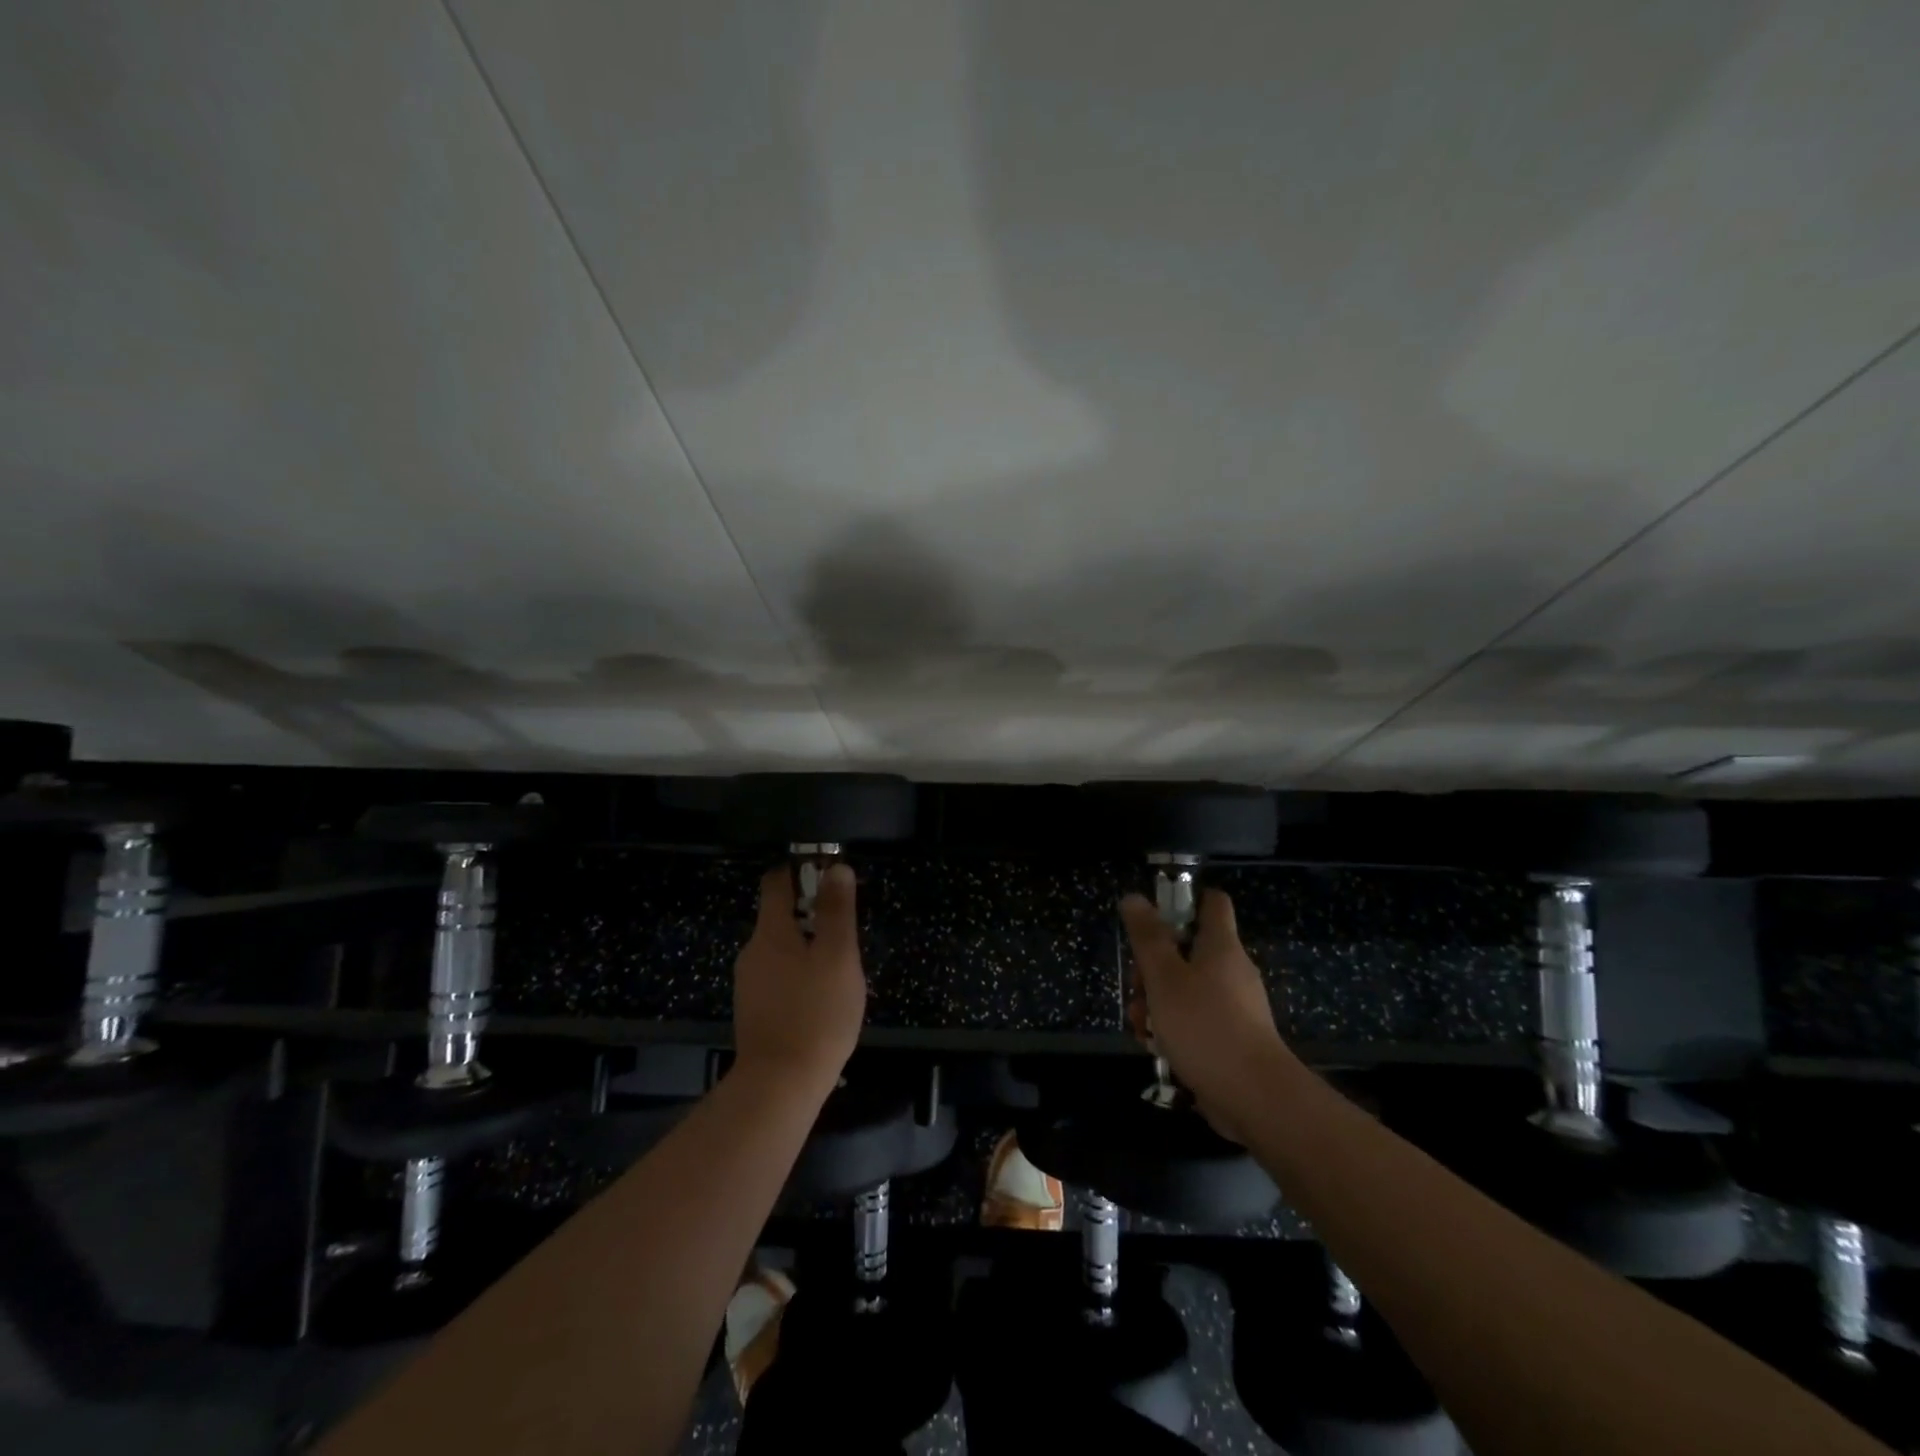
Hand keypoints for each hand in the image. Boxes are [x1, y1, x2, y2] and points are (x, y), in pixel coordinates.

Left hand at [732, 863, 867, 1098]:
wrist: (780, 1085)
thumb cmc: (816, 1013)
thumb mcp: (838, 956)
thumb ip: (837, 911)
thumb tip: (836, 868)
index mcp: (770, 932)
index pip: (776, 881)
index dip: (801, 871)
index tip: (829, 877)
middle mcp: (752, 951)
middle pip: (779, 916)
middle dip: (812, 916)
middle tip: (845, 935)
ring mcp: (749, 983)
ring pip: (781, 949)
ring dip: (808, 948)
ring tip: (839, 971)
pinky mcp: (753, 1010)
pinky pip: (778, 976)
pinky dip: (799, 975)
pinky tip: (820, 998)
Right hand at [1120, 889, 1290, 1140]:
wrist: (1254, 1097)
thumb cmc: (1204, 1026)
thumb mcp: (1164, 977)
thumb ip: (1147, 937)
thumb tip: (1135, 897)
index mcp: (1221, 945)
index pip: (1212, 902)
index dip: (1183, 900)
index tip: (1154, 918)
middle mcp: (1231, 970)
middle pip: (1187, 950)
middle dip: (1153, 967)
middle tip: (1137, 987)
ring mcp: (1234, 1006)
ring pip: (1185, 989)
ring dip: (1156, 1002)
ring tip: (1141, 1027)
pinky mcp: (1231, 1038)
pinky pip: (1195, 1019)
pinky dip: (1172, 1028)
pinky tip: (1155, 1048)